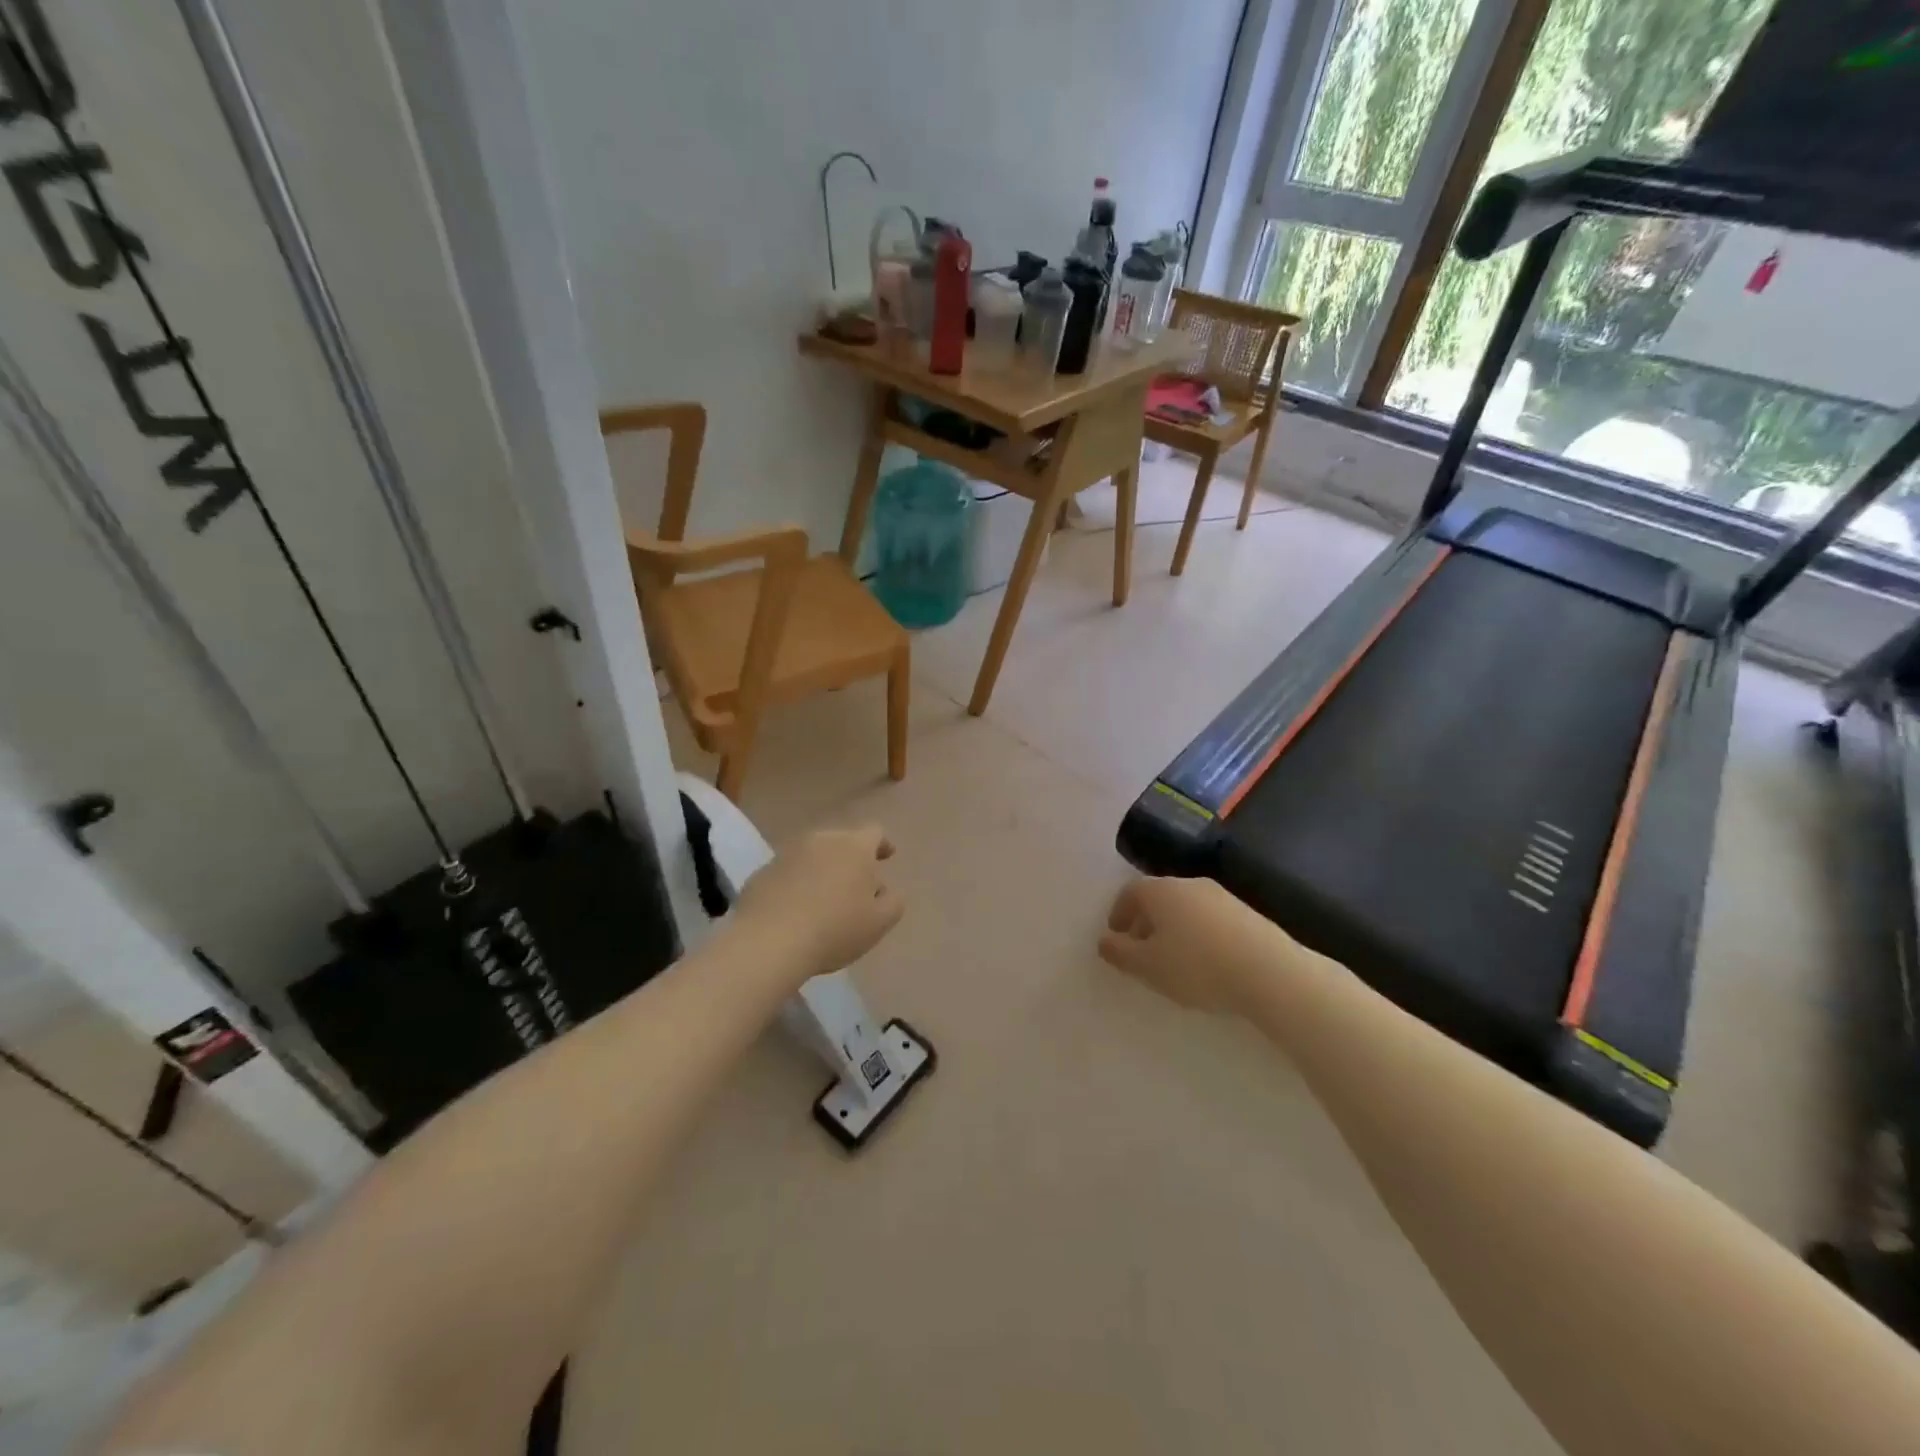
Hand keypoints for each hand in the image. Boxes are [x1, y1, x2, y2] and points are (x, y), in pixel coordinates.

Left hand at [733, 825, 904, 980]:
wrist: (769, 942)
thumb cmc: (835, 929)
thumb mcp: (879, 923)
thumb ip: (893, 902)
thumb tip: (885, 891)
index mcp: (854, 847)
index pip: (874, 832)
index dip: (882, 844)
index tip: (886, 857)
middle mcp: (821, 840)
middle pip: (842, 842)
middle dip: (851, 859)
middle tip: (856, 887)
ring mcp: (787, 853)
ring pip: (813, 855)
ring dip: (822, 870)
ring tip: (824, 899)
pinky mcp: (762, 871)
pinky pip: (788, 872)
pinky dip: (796, 883)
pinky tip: (795, 910)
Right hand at [1099, 875, 1297, 1015]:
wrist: (1269, 972)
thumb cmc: (1196, 966)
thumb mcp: (1147, 966)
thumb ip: (1119, 953)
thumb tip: (1104, 940)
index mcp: (1160, 891)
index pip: (1129, 892)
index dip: (1118, 913)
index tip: (1116, 937)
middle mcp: (1189, 884)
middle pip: (1158, 897)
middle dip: (1145, 921)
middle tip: (1142, 951)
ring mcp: (1221, 896)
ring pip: (1186, 908)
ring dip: (1173, 929)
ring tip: (1174, 961)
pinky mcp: (1247, 914)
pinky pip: (1210, 919)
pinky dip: (1199, 935)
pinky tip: (1206, 963)